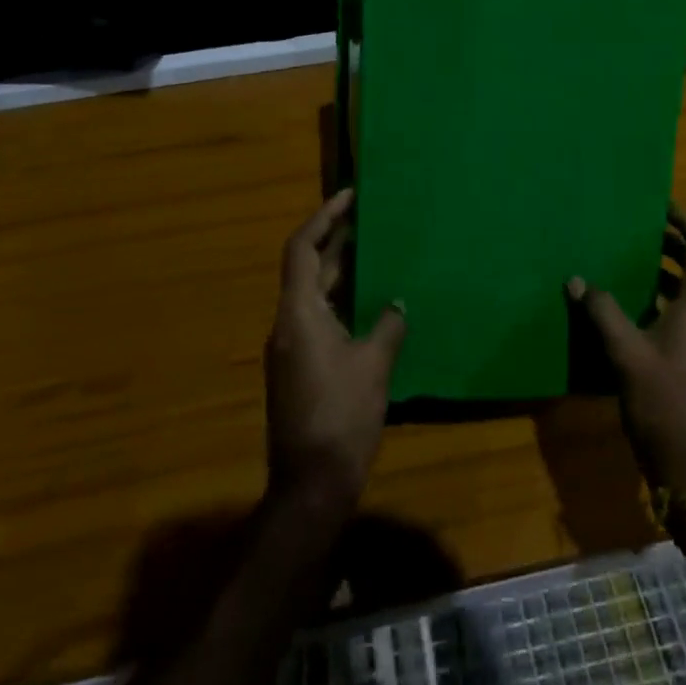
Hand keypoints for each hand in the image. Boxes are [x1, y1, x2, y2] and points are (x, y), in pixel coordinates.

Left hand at [266, 189, 405, 512]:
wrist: (310, 487)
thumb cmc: (341, 418)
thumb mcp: (373, 367)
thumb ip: (387, 326)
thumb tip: (398, 303)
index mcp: (298, 314)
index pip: (302, 249)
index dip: (324, 218)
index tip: (349, 196)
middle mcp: (288, 324)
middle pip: (308, 269)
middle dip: (336, 241)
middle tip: (369, 218)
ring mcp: (291, 348)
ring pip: (315, 295)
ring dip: (341, 272)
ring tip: (375, 252)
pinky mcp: (300, 369)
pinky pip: (320, 319)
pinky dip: (342, 302)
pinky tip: (371, 305)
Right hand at [568, 208, 685, 494]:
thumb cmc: (665, 407)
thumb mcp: (626, 355)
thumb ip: (602, 312)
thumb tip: (576, 279)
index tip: (659, 205)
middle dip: (679, 241)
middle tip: (642, 228)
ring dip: (677, 270)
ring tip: (639, 259)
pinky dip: (677, 297)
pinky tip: (644, 307)